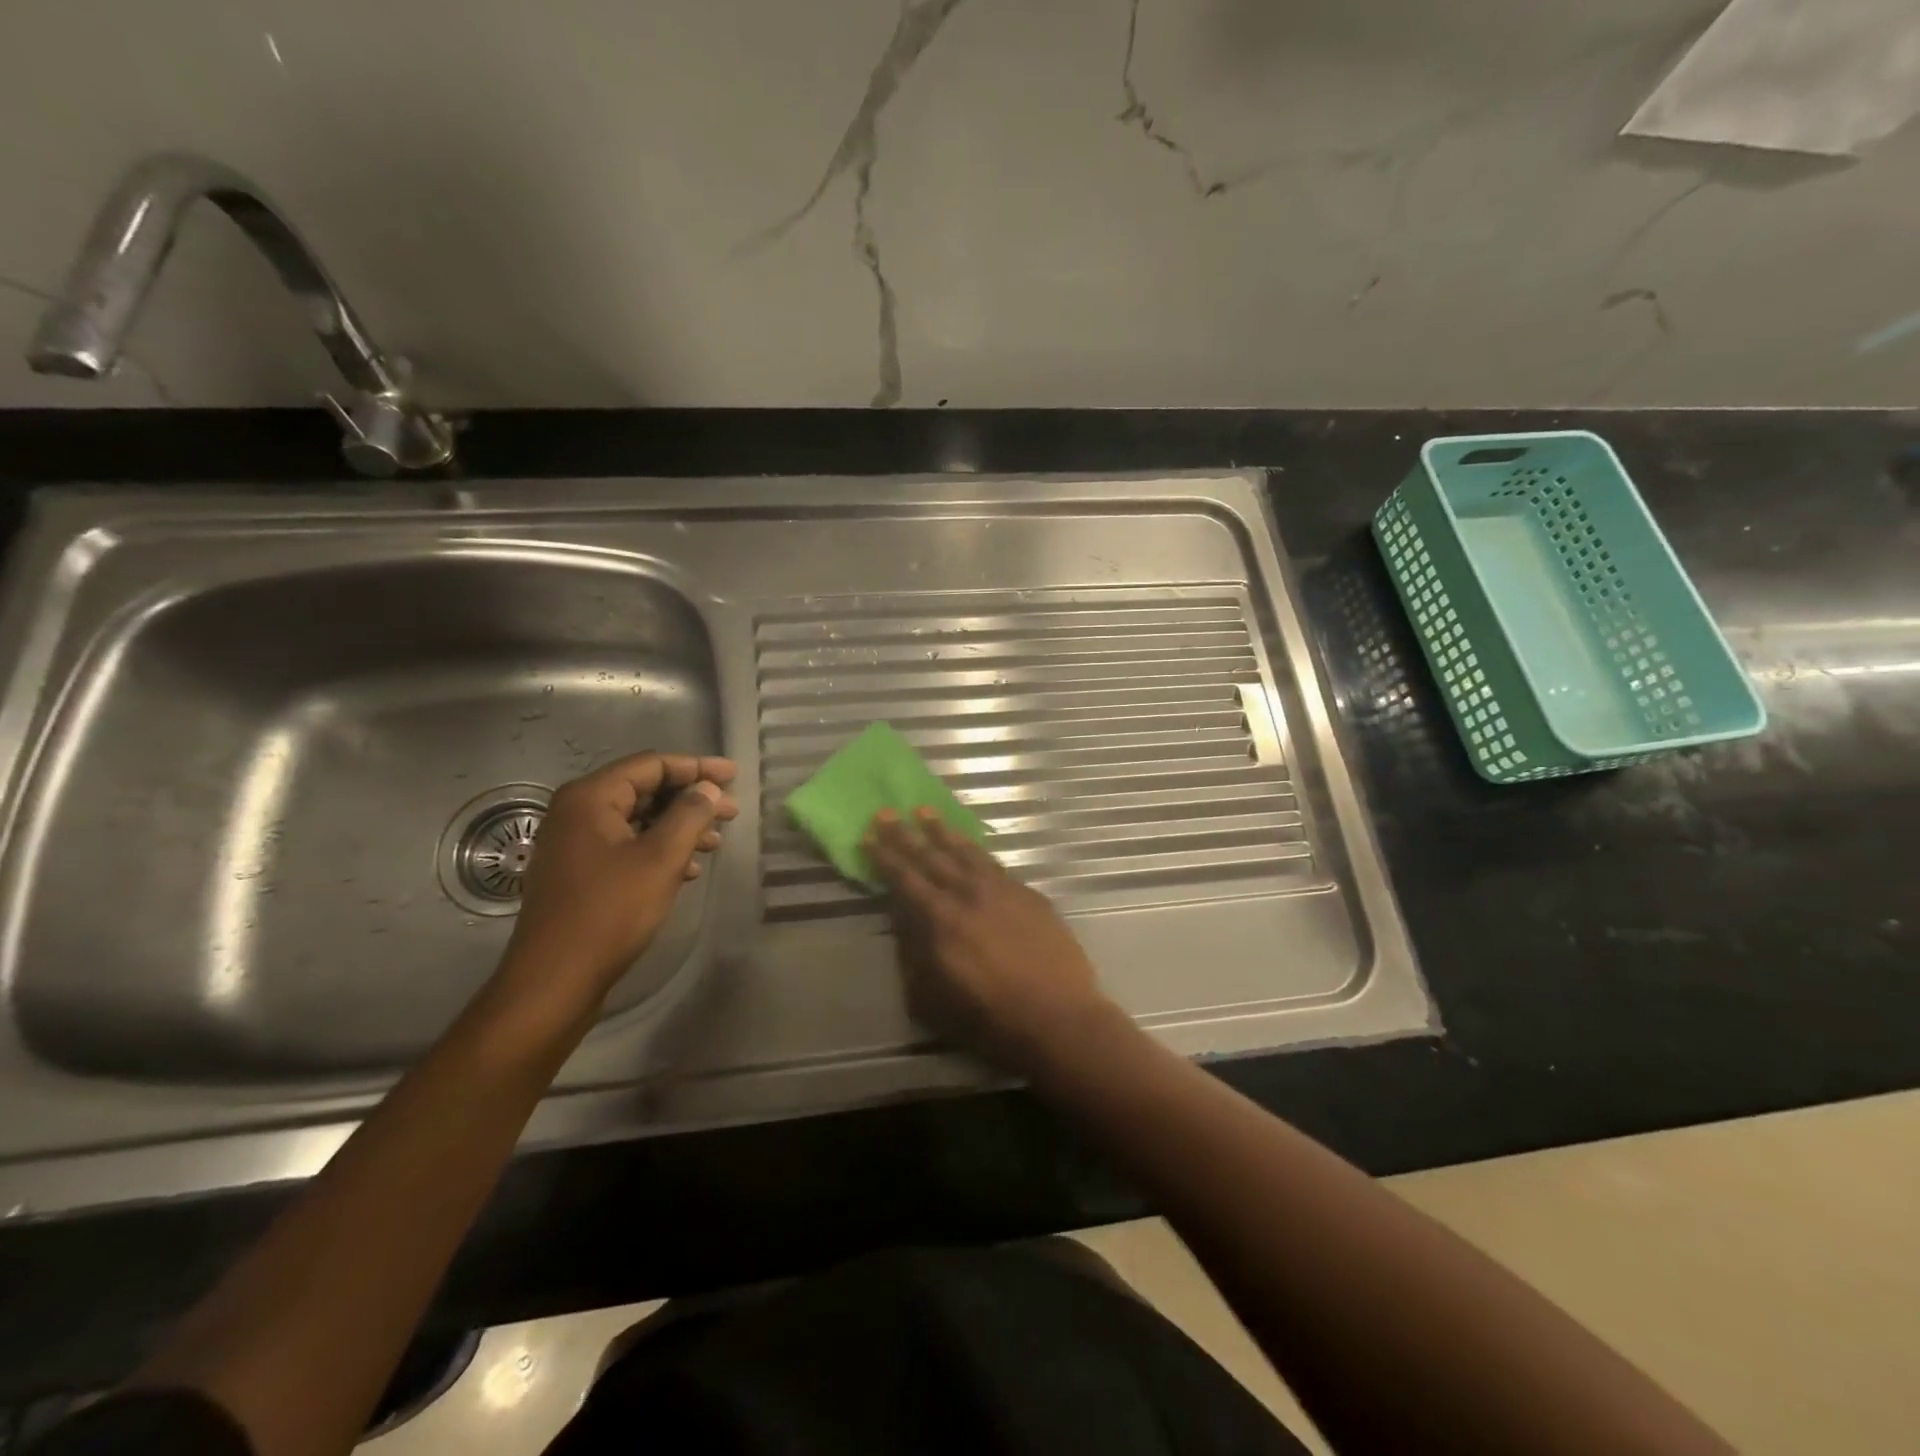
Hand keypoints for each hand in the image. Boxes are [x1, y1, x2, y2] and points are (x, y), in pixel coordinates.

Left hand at [503, 753, 737, 1001]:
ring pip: (638, 820)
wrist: (555, 980)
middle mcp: (577, 812)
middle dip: (690, 799)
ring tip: (715, 842)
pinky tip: (688, 869)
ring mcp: (575, 844)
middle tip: (731, 812)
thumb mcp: (661, 858)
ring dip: (679, 827)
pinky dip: (659, 849)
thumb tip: (709, 788)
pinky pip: (627, 845)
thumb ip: (689, 815)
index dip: (697, 767)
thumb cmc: (610, 911)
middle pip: (644, 789)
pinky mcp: (579, 872)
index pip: (652, 765)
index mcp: (591, 797)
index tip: (734, 775)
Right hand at [864, 807, 1121, 1068]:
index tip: (867, 836)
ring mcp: (1003, 890)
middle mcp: (969, 895)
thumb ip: (914, 961)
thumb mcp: (934, 1001)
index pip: (905, 879)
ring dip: (942, 832)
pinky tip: (970, 846)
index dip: (884, 857)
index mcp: (941, 920)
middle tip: (885, 812)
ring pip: (966, 852)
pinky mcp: (1029, 895)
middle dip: (905, 834)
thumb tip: (905, 929)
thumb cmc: (991, 1020)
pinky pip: (994, 863)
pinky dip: (976, 850)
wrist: (1059, 1018)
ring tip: (925, 812)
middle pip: (931, 857)